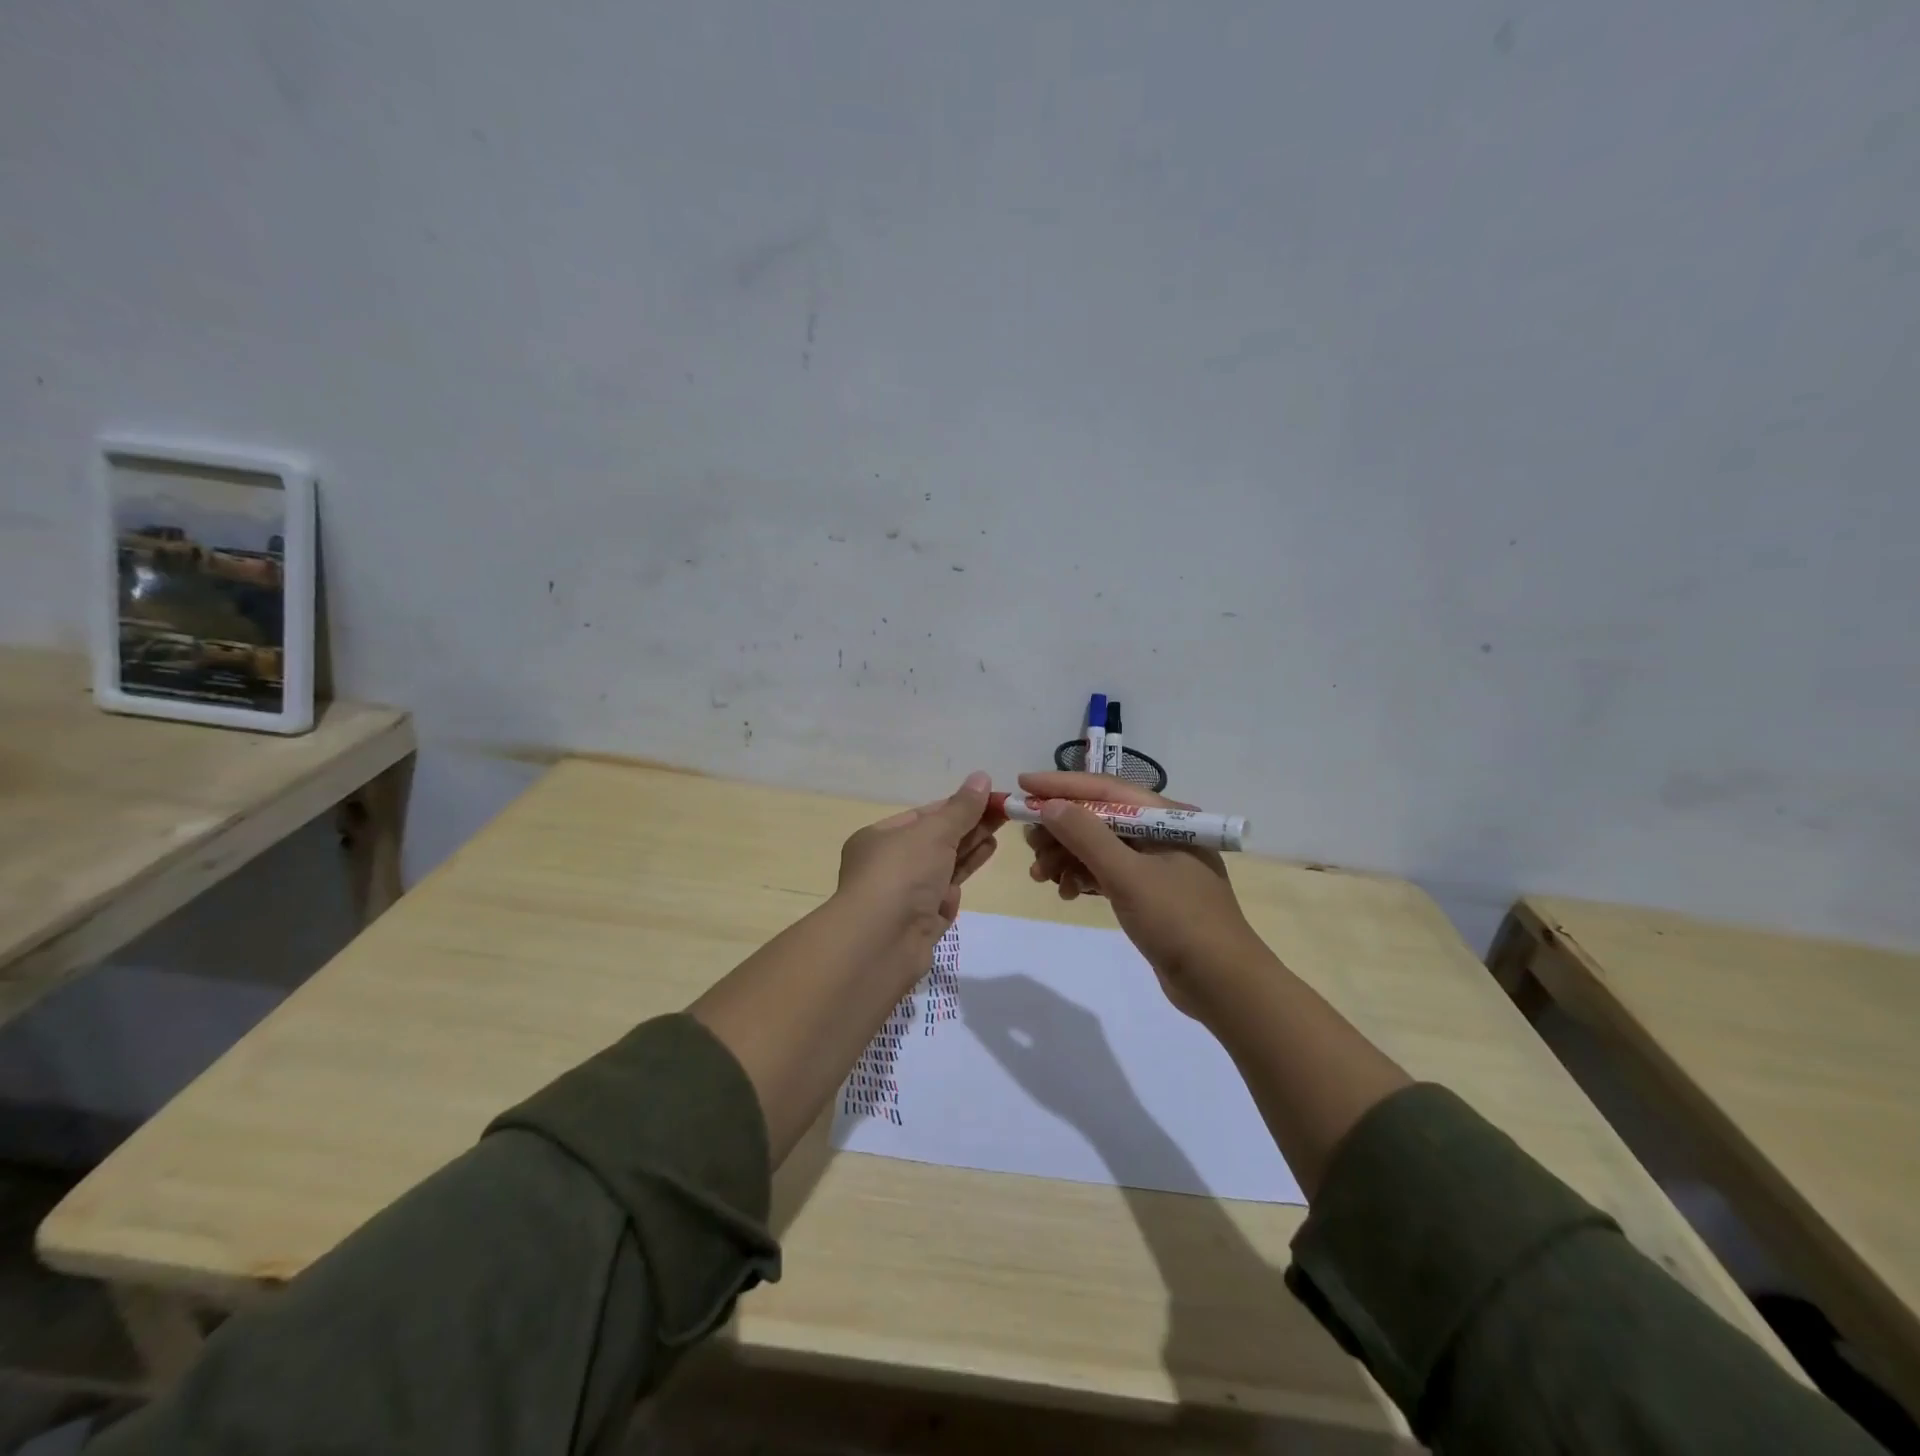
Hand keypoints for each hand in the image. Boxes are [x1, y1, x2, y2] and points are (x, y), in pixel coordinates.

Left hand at [836, 771, 999, 956]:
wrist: (881, 943)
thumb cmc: (901, 874)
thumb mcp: (933, 832)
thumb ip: (961, 808)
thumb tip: (981, 777)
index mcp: (878, 838)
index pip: (923, 815)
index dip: (957, 805)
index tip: (990, 798)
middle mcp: (888, 866)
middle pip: (935, 840)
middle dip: (969, 826)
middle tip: (1005, 813)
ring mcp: (904, 896)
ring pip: (942, 867)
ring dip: (970, 849)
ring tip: (999, 834)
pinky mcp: (920, 923)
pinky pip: (943, 895)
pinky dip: (961, 878)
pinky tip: (979, 866)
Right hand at [1017, 771, 1263, 1018]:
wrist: (1222, 985)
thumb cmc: (1178, 921)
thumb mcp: (1128, 875)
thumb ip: (1086, 836)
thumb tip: (1049, 805)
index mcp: (1166, 817)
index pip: (1104, 789)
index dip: (1060, 785)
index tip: (1022, 784)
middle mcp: (1161, 833)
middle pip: (1098, 818)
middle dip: (1060, 829)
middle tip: (1029, 846)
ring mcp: (1156, 864)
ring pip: (1099, 847)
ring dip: (1067, 857)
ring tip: (1040, 877)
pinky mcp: (1149, 893)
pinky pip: (1107, 873)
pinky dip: (1083, 878)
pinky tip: (1066, 893)